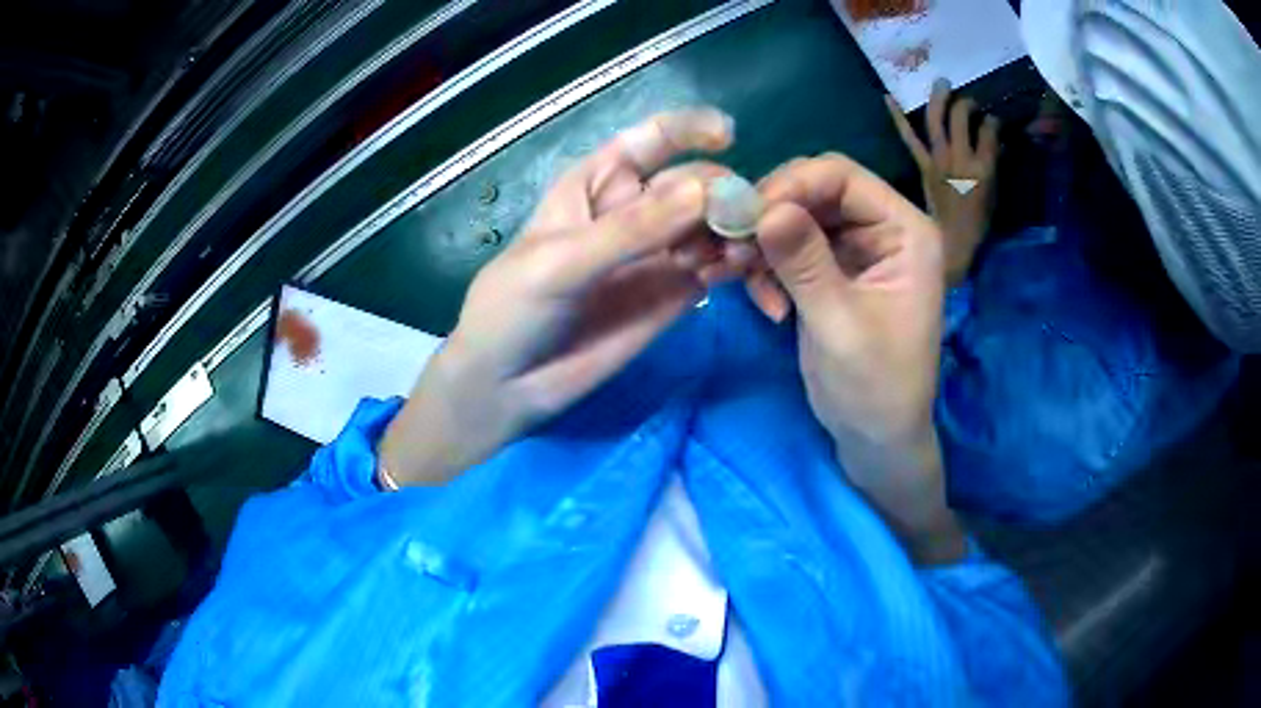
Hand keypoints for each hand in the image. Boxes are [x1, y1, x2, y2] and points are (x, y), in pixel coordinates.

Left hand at [381, 109, 752, 484]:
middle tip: (741, 222)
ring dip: (737, 230)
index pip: (651, 139)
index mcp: (598, 181)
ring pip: (714, 224)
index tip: (727, 136)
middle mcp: (636, 208)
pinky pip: (718, 266)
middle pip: (696, 182)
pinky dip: (738, 264)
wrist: (509, 383)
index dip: (690, 128)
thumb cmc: (514, 307)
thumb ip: (631, 232)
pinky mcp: (677, 291)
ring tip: (744, 252)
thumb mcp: (562, 263)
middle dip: (724, 193)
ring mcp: (660, 251)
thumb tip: (706, 193)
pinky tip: (741, 272)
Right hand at [756, 154, 965, 563]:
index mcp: (904, 231)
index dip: (791, 184)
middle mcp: (882, 228)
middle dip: (769, 214)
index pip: (842, 177)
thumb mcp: (840, 326)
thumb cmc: (875, 388)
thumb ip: (805, 264)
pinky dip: (766, 268)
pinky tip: (766, 306)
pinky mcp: (830, 270)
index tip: (745, 215)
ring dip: (761, 244)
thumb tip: (764, 208)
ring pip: (793, 216)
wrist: (875, 438)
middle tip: (730, 246)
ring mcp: (855, 248)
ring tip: (737, 277)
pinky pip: (787, 247)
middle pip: (813, 190)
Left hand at [886, 79, 998, 285]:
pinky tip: (888, 97)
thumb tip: (997, 139)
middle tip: (969, 99)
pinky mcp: (923, 166)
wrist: (953, 242)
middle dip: (966, 102)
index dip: (992, 120)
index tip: (993, 119)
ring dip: (939, 98)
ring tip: (941, 82)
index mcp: (983, 167)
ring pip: (936, 119)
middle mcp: (960, 158)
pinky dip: (898, 117)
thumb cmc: (980, 221)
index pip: (989, 129)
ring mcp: (938, 160)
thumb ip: (995, 162)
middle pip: (960, 117)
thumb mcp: (996, 192)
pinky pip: (909, 137)